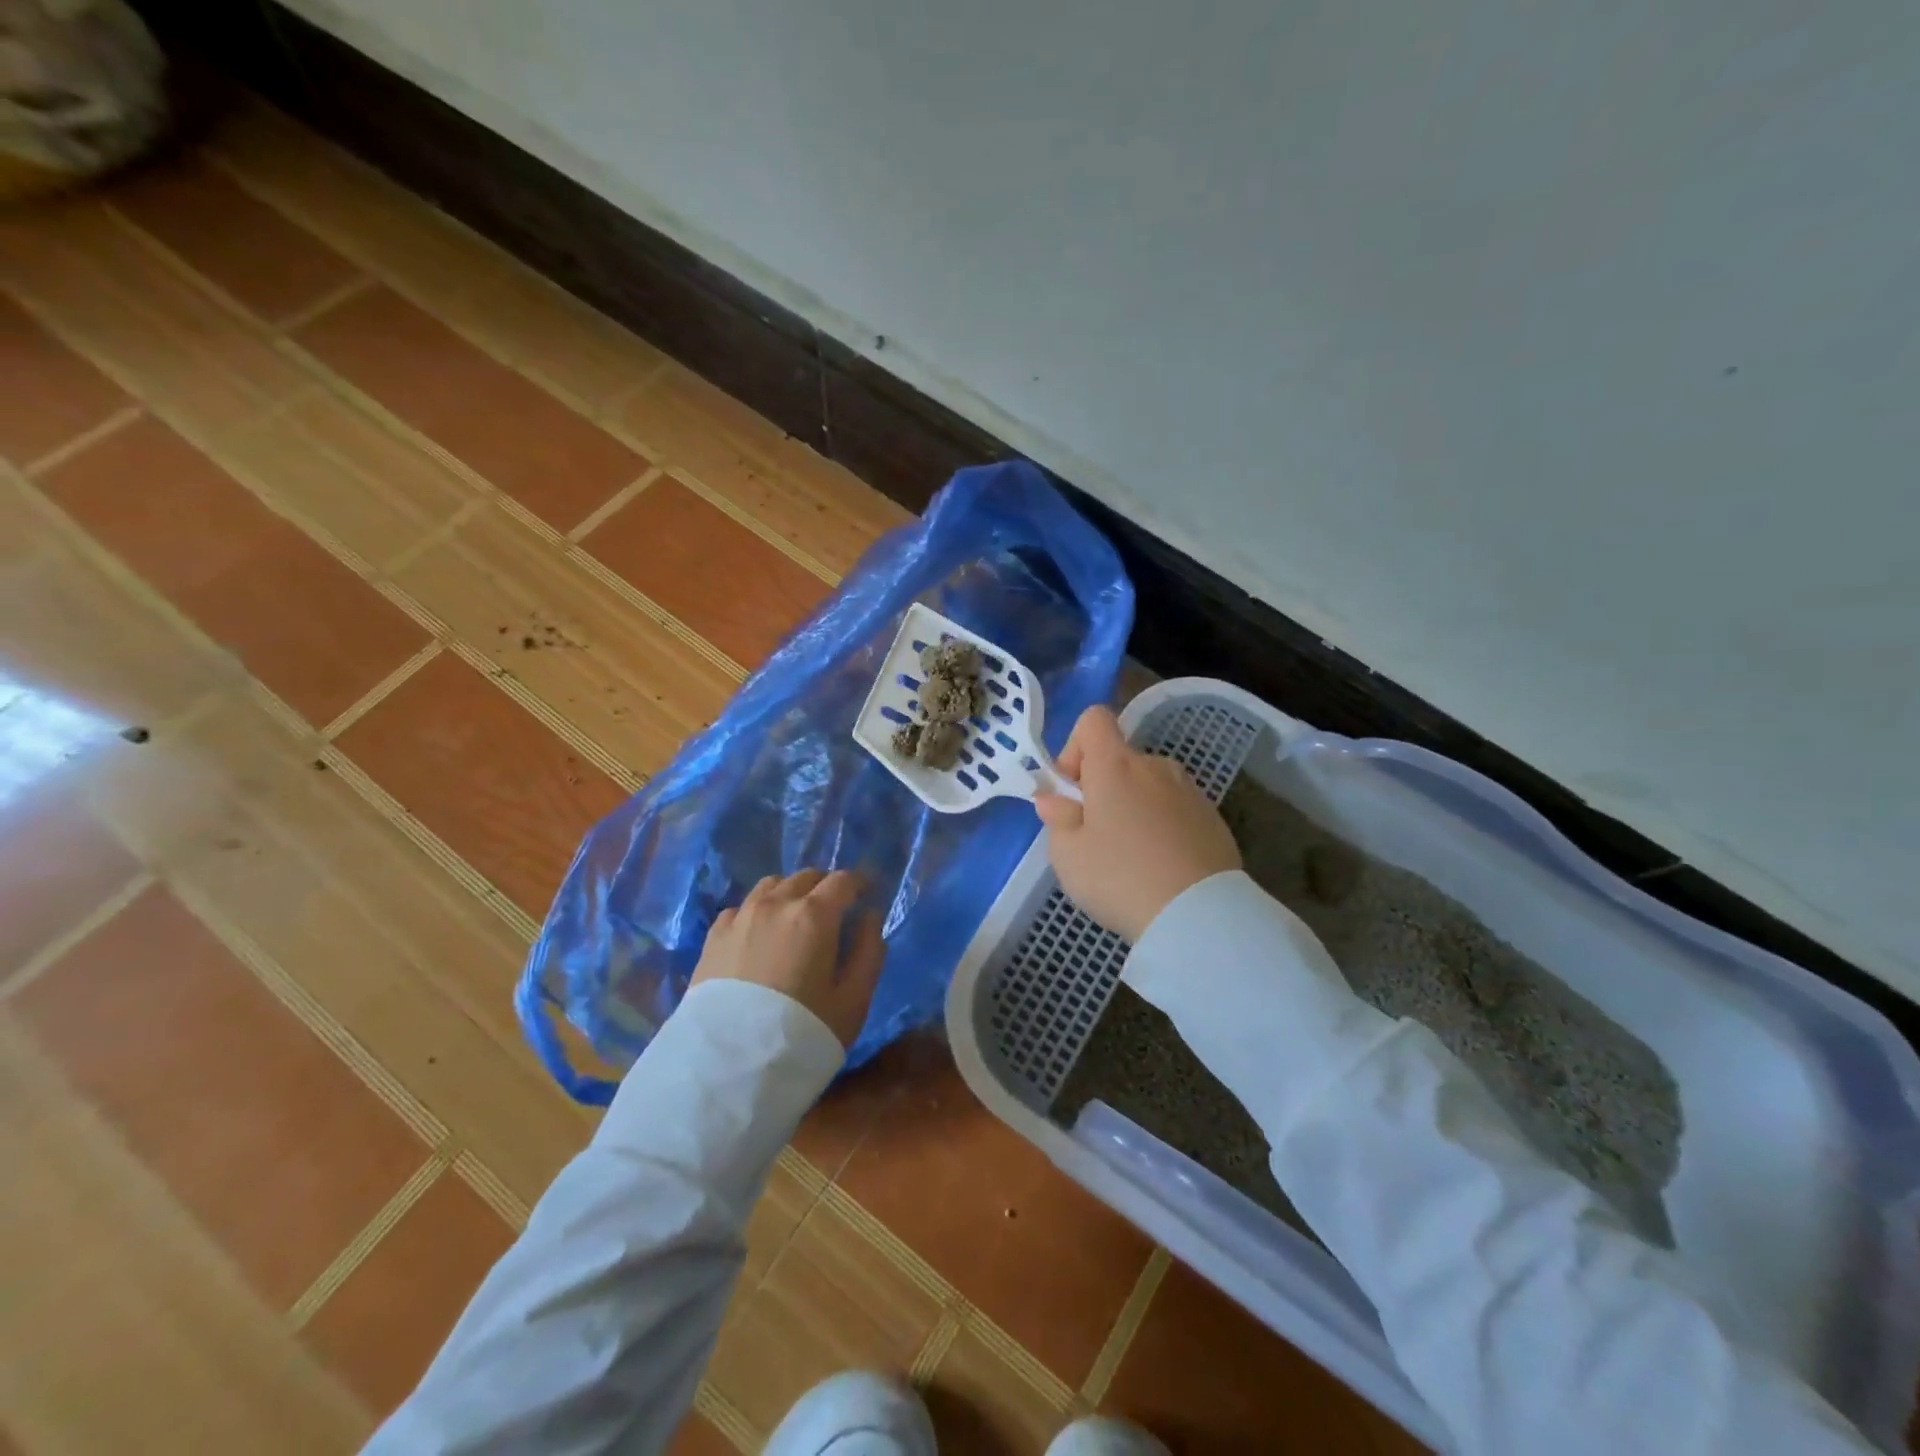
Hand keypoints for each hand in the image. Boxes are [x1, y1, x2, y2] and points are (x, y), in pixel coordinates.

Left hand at [690, 871, 886, 1048]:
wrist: (726, 1068)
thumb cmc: (801, 1034)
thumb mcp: (853, 1001)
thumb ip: (869, 952)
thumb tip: (871, 918)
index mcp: (814, 915)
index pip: (843, 881)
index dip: (860, 882)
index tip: (869, 891)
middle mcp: (776, 904)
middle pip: (807, 877)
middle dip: (826, 886)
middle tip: (836, 907)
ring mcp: (741, 917)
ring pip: (772, 885)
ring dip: (791, 892)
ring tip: (797, 916)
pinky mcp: (714, 936)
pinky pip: (743, 907)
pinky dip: (760, 909)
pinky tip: (761, 934)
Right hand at [1034, 706, 1241, 940]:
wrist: (1198, 916)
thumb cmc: (1119, 877)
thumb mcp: (1068, 854)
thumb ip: (1057, 818)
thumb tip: (1054, 799)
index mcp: (1115, 765)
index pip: (1094, 720)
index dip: (1075, 747)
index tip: (1073, 791)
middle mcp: (1155, 766)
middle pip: (1121, 758)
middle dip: (1103, 787)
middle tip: (1096, 836)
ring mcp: (1189, 791)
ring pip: (1149, 785)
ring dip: (1134, 806)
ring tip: (1131, 856)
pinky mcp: (1213, 819)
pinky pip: (1175, 809)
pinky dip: (1162, 826)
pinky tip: (1161, 866)